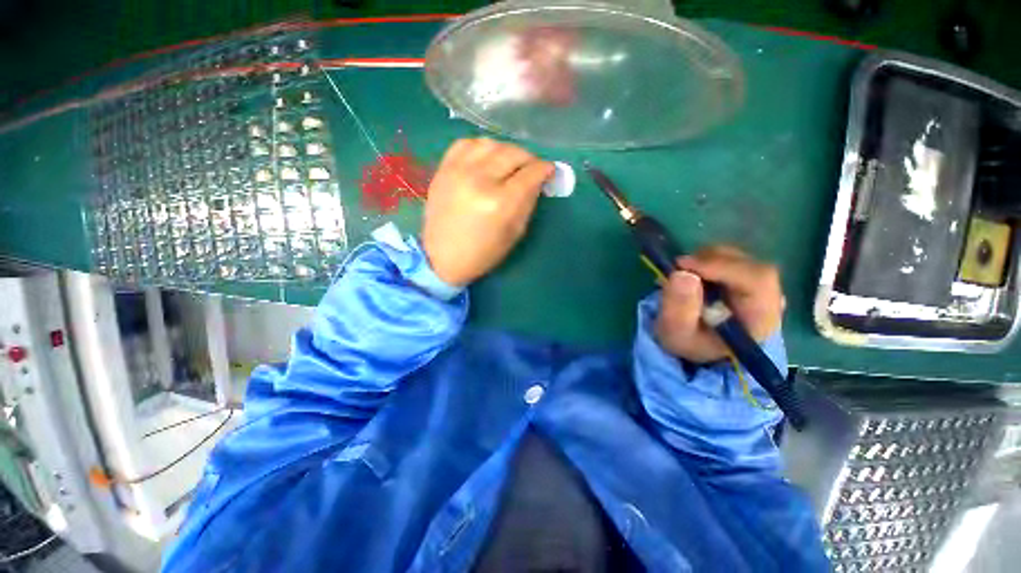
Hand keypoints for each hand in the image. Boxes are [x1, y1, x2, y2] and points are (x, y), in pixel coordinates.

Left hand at [422, 138, 553, 285]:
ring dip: (506, 151)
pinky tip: (486, 159)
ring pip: (491, 143)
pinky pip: (466, 143)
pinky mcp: (443, 169)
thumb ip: (528, 202)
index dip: (545, 169)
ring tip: (509, 164)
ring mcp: (458, 171)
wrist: (442, 257)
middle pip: (513, 153)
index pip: (531, 173)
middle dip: (529, 159)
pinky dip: (482, 148)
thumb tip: (537, 180)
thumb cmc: (483, 253)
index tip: (549, 171)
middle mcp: (480, 180)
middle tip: (531, 169)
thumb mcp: (514, 233)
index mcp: (500, 203)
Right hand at [655, 245, 783, 363]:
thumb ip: (679, 309)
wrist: (699, 344)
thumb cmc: (690, 341)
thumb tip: (682, 274)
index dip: (721, 267)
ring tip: (681, 275)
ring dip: (705, 260)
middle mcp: (769, 298)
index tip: (685, 265)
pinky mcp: (747, 276)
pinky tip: (692, 274)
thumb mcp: (676, 333)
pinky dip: (706, 259)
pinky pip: (731, 257)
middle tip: (677, 268)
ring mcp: (761, 285)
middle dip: (708, 261)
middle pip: (747, 264)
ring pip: (737, 257)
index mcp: (760, 318)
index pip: (756, 280)